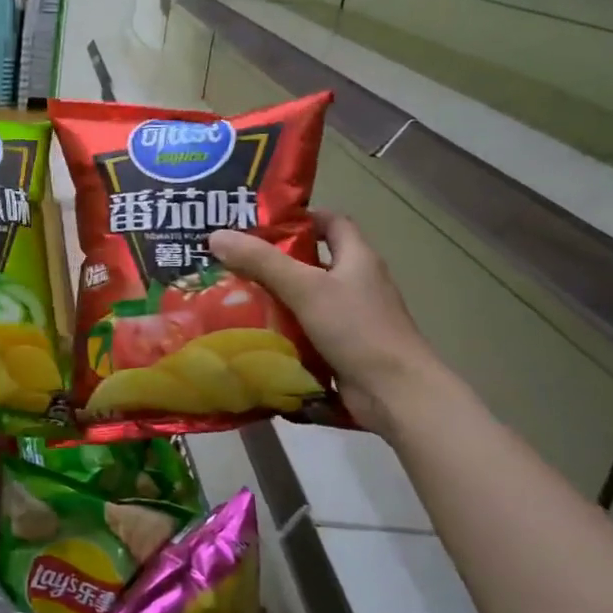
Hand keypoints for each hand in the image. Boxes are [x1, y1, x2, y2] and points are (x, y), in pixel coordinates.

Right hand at [208, 212, 439, 432]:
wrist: (396, 394)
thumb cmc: (357, 329)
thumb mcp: (305, 288)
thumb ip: (262, 262)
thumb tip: (217, 236)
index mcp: (357, 258)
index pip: (331, 222)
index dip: (300, 218)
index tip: (261, 225)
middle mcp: (356, 282)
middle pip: (312, 260)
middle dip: (274, 260)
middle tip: (234, 260)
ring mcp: (351, 317)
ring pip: (306, 297)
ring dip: (275, 297)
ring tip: (232, 295)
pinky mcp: (343, 346)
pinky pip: (306, 328)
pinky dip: (283, 328)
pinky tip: (253, 331)